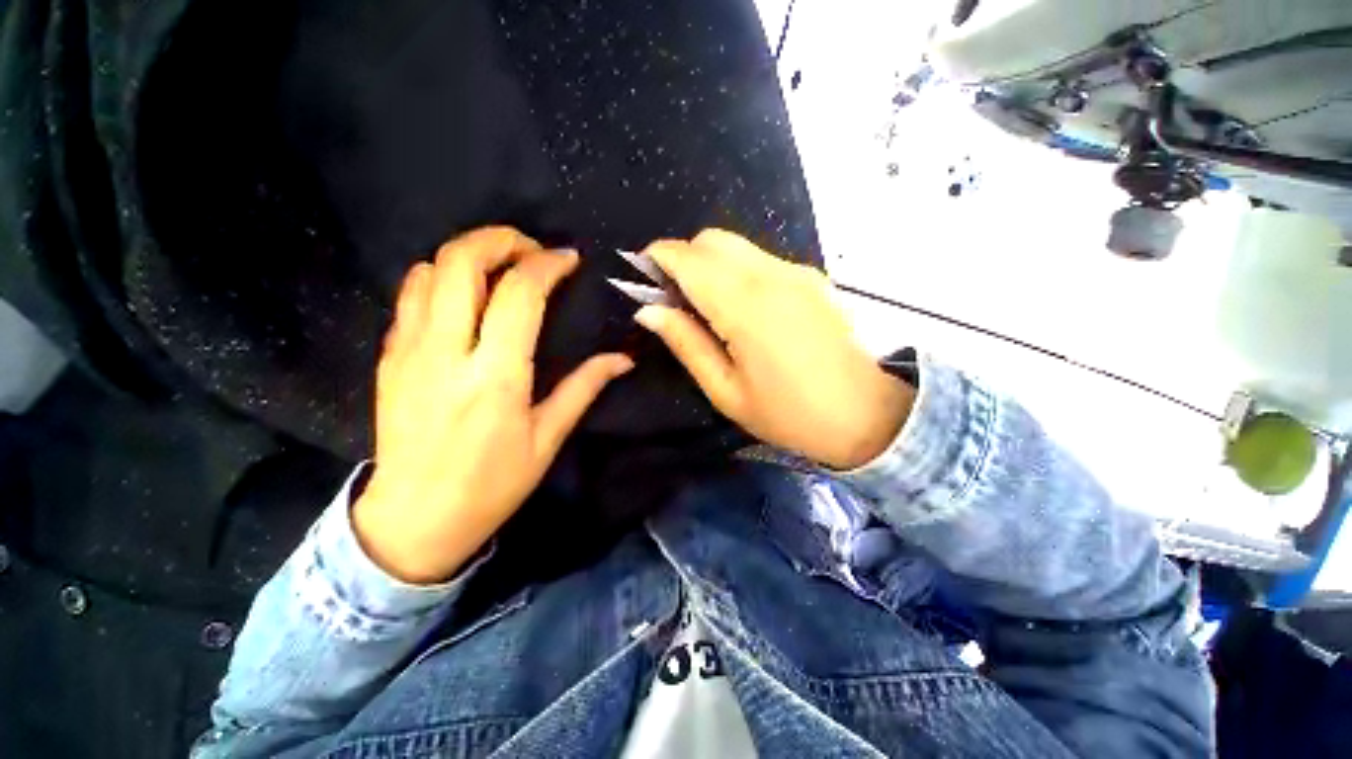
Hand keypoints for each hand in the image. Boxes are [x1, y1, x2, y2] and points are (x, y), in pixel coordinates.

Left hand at [353, 227, 633, 583]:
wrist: (414, 518)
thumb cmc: (492, 484)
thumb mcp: (547, 438)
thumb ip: (584, 388)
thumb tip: (622, 360)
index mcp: (496, 376)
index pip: (519, 293)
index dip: (547, 264)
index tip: (569, 259)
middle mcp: (447, 352)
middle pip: (461, 262)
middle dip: (500, 239)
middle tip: (531, 248)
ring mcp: (408, 351)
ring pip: (429, 269)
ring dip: (469, 253)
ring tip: (502, 264)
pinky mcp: (389, 357)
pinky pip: (409, 294)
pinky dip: (441, 276)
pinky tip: (466, 293)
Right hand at [634, 229, 913, 469]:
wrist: (865, 415)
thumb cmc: (788, 414)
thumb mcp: (725, 391)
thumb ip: (686, 343)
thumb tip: (649, 310)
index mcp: (745, 307)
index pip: (691, 259)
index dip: (660, 256)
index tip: (642, 269)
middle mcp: (772, 276)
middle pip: (714, 240)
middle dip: (685, 257)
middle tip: (674, 296)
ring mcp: (797, 272)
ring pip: (738, 246)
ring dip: (711, 263)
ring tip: (706, 305)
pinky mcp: (813, 278)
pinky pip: (762, 260)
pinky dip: (738, 270)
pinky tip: (743, 307)